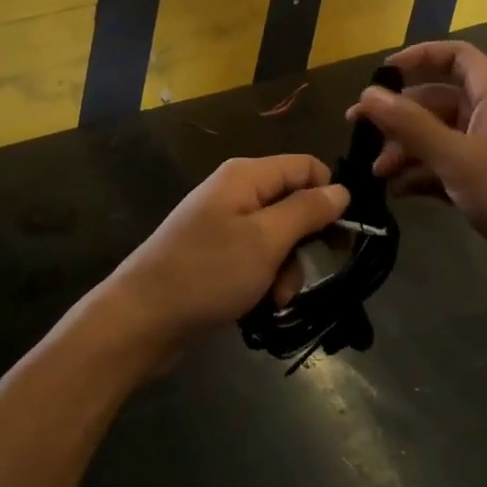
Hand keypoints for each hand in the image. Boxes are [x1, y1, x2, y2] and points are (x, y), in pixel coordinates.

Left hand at [96, 156, 347, 359]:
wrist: (141, 319)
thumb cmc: (207, 272)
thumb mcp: (266, 241)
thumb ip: (306, 211)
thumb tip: (341, 189)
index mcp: (246, 175)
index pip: (305, 167)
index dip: (330, 195)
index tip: (346, 234)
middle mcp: (235, 192)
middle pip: (292, 204)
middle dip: (305, 242)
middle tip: (308, 274)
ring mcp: (223, 224)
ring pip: (277, 238)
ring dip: (286, 270)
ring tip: (275, 298)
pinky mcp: (215, 255)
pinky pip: (256, 259)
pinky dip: (264, 281)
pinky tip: (258, 306)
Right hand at [348, 42, 486, 306]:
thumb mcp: (458, 158)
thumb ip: (410, 126)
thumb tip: (367, 96)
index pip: (455, 56)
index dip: (418, 58)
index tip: (380, 76)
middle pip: (439, 100)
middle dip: (400, 116)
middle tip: (359, 134)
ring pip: (441, 137)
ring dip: (408, 150)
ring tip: (377, 174)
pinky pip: (450, 166)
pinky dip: (425, 174)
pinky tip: (399, 192)